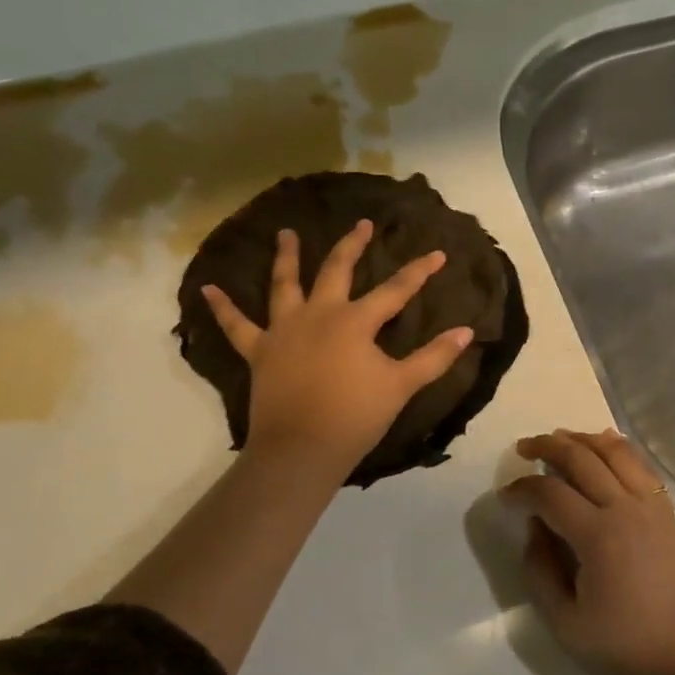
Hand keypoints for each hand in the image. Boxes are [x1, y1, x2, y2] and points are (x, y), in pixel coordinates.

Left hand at [202, 220, 473, 477]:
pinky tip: (207, 289)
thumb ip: (434, 357)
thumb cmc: (356, 416)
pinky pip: (236, 326)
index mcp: (355, 321)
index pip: (395, 290)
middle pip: (337, 270)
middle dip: (352, 245)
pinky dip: (222, 308)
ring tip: (285, 233)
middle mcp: (319, 314)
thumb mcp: (402, 386)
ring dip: (286, 257)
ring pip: (284, 284)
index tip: (437, 253)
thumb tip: (467, 331)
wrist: (302, 449)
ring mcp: (284, 330)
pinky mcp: (259, 351)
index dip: (419, 272)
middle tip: (361, 225)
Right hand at [501, 429, 674, 674]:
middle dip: (547, 446)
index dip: (522, 489)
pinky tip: (604, 442)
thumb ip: (540, 571)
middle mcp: (625, 507)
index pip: (549, 493)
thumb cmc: (627, 647)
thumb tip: (534, 528)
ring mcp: (651, 505)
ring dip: (582, 439)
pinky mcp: (667, 511)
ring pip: (614, 452)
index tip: (505, 496)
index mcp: (597, 535)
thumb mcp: (566, 624)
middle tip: (523, 448)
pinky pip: (640, 465)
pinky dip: (618, 447)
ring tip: (559, 438)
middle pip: (581, 458)